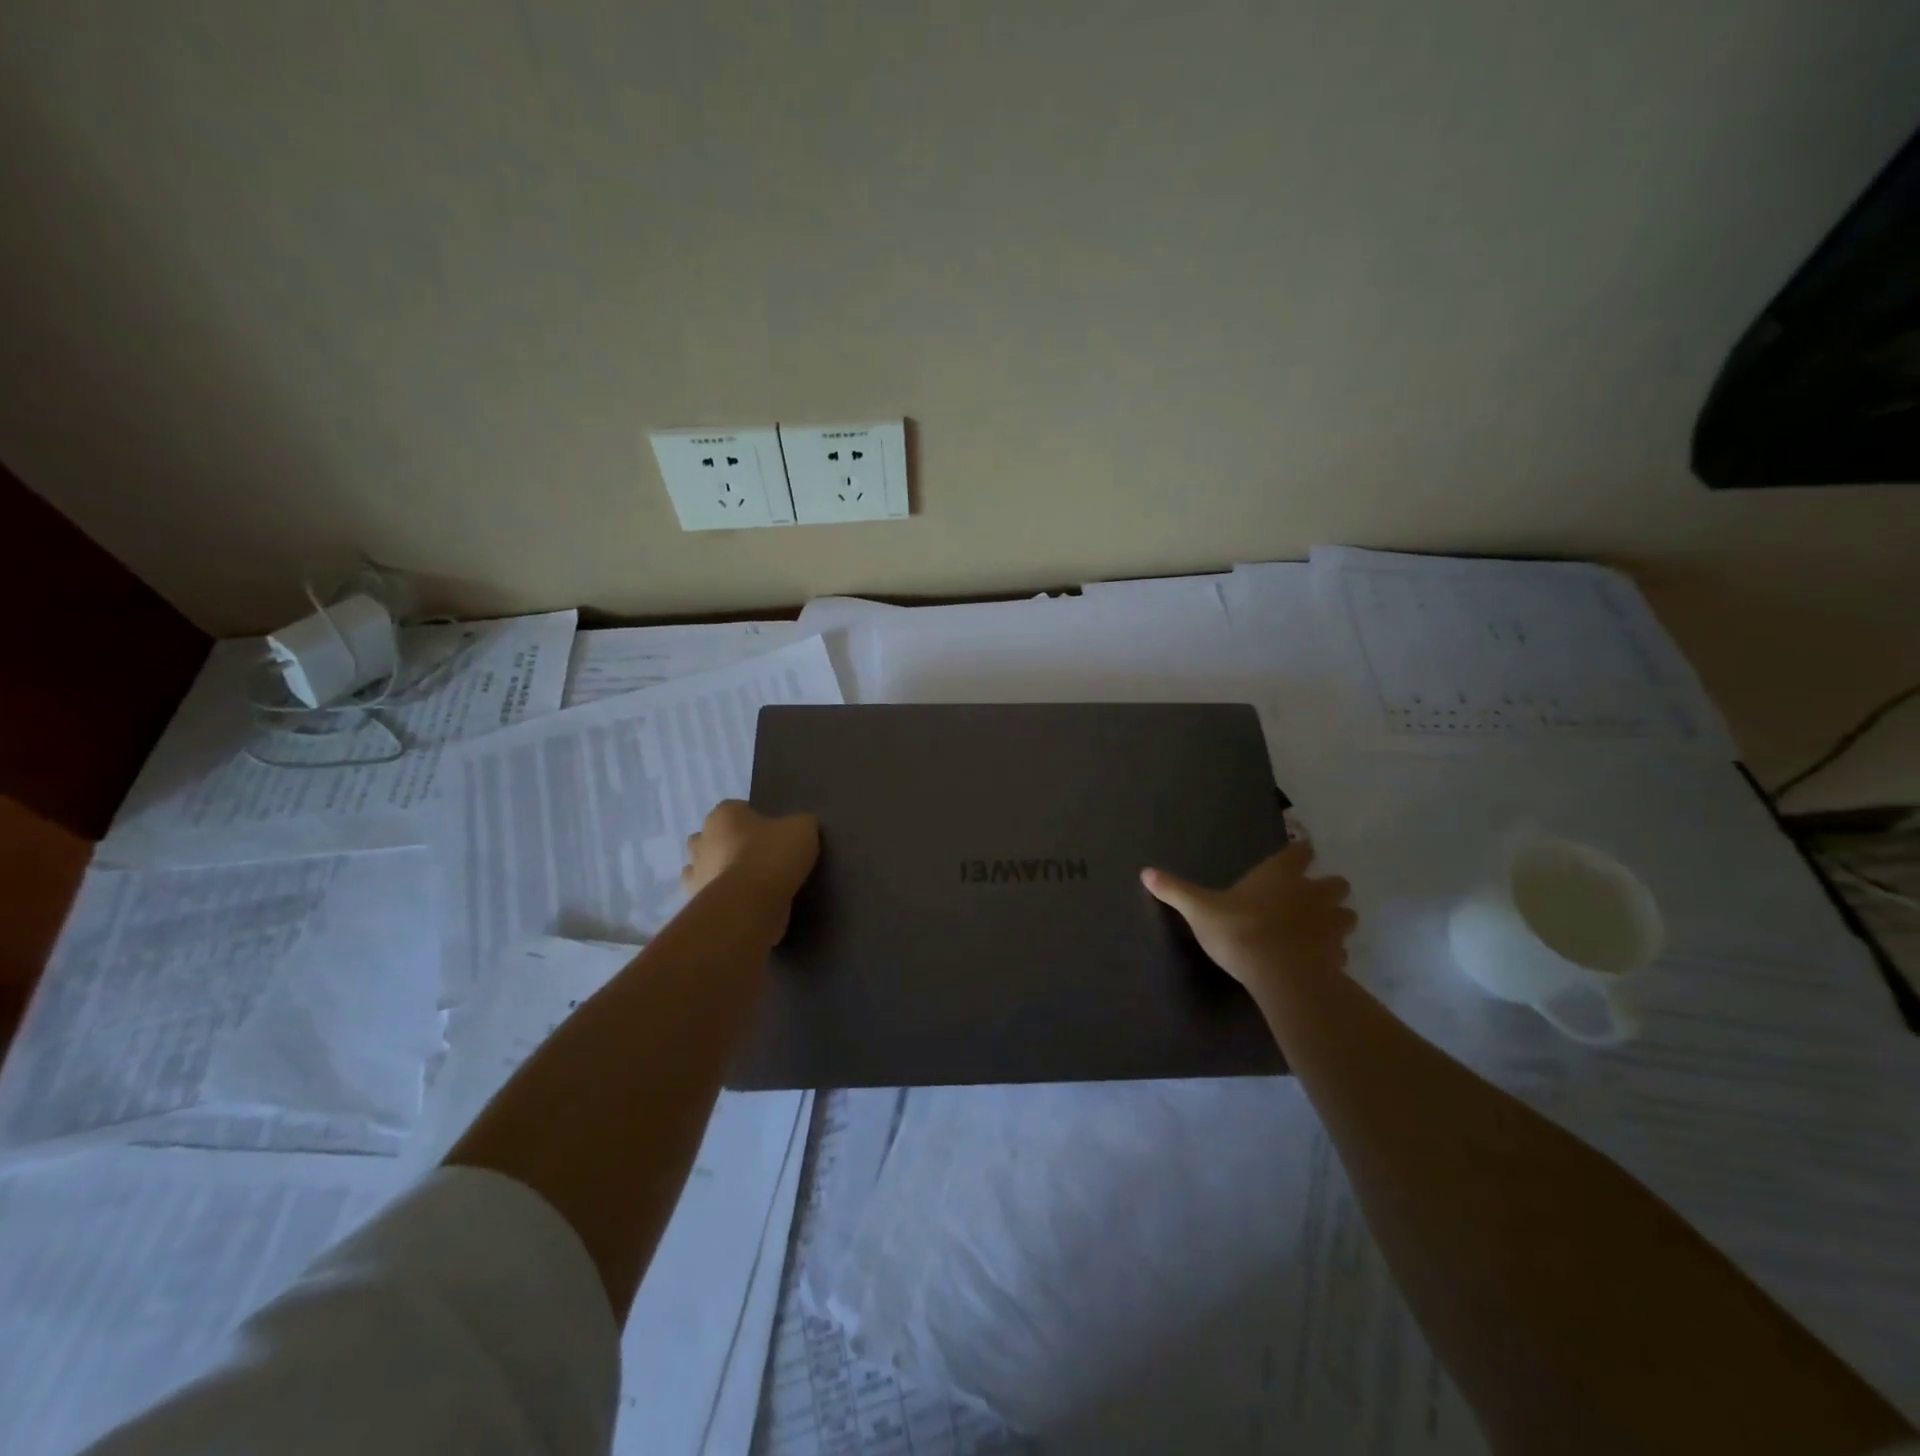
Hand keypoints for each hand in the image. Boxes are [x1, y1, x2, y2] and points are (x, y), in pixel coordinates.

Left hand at [681, 801, 819, 918]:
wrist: (748, 906)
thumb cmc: (771, 856)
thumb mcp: (802, 829)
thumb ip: (801, 823)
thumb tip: (800, 827)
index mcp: (723, 815)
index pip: (736, 809)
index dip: (755, 820)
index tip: (774, 834)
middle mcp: (701, 841)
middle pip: (713, 838)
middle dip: (729, 845)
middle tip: (760, 857)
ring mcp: (695, 874)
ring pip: (707, 868)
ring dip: (722, 873)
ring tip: (753, 885)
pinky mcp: (697, 904)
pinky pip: (711, 897)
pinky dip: (724, 899)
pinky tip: (746, 905)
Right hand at [1141, 842, 1354, 994]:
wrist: (1282, 977)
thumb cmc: (1240, 932)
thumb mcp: (1199, 910)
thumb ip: (1176, 890)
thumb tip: (1145, 872)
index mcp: (1280, 875)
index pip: (1301, 851)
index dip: (1301, 852)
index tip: (1298, 854)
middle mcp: (1311, 893)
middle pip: (1336, 883)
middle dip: (1328, 888)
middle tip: (1309, 897)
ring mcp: (1330, 925)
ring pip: (1346, 915)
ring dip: (1336, 919)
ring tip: (1318, 929)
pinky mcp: (1338, 956)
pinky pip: (1341, 951)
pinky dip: (1333, 952)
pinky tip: (1317, 959)